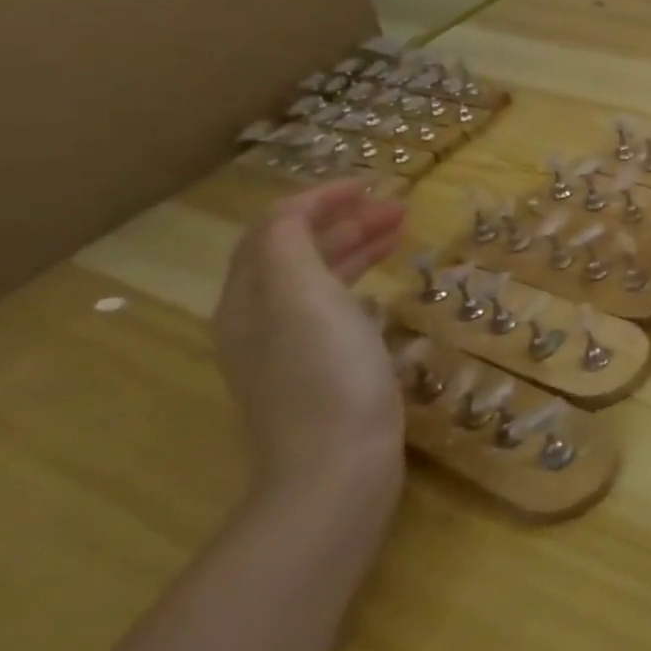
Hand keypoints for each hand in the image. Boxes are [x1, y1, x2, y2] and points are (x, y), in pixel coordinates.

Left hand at [210, 180, 408, 490]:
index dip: (319, 199)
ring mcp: (290, 351)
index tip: (372, 184)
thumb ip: (289, 246)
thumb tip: (293, 213)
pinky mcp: (321, 373)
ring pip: (318, 281)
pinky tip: (385, 291)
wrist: (337, 466)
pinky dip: (360, 285)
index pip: (275, 229)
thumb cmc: (326, 373)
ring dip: (355, 249)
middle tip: (399, 206)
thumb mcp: (301, 296)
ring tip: (400, 234)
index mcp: (250, 298)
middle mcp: (261, 320)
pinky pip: (335, 310)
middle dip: (344, 221)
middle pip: (296, 253)